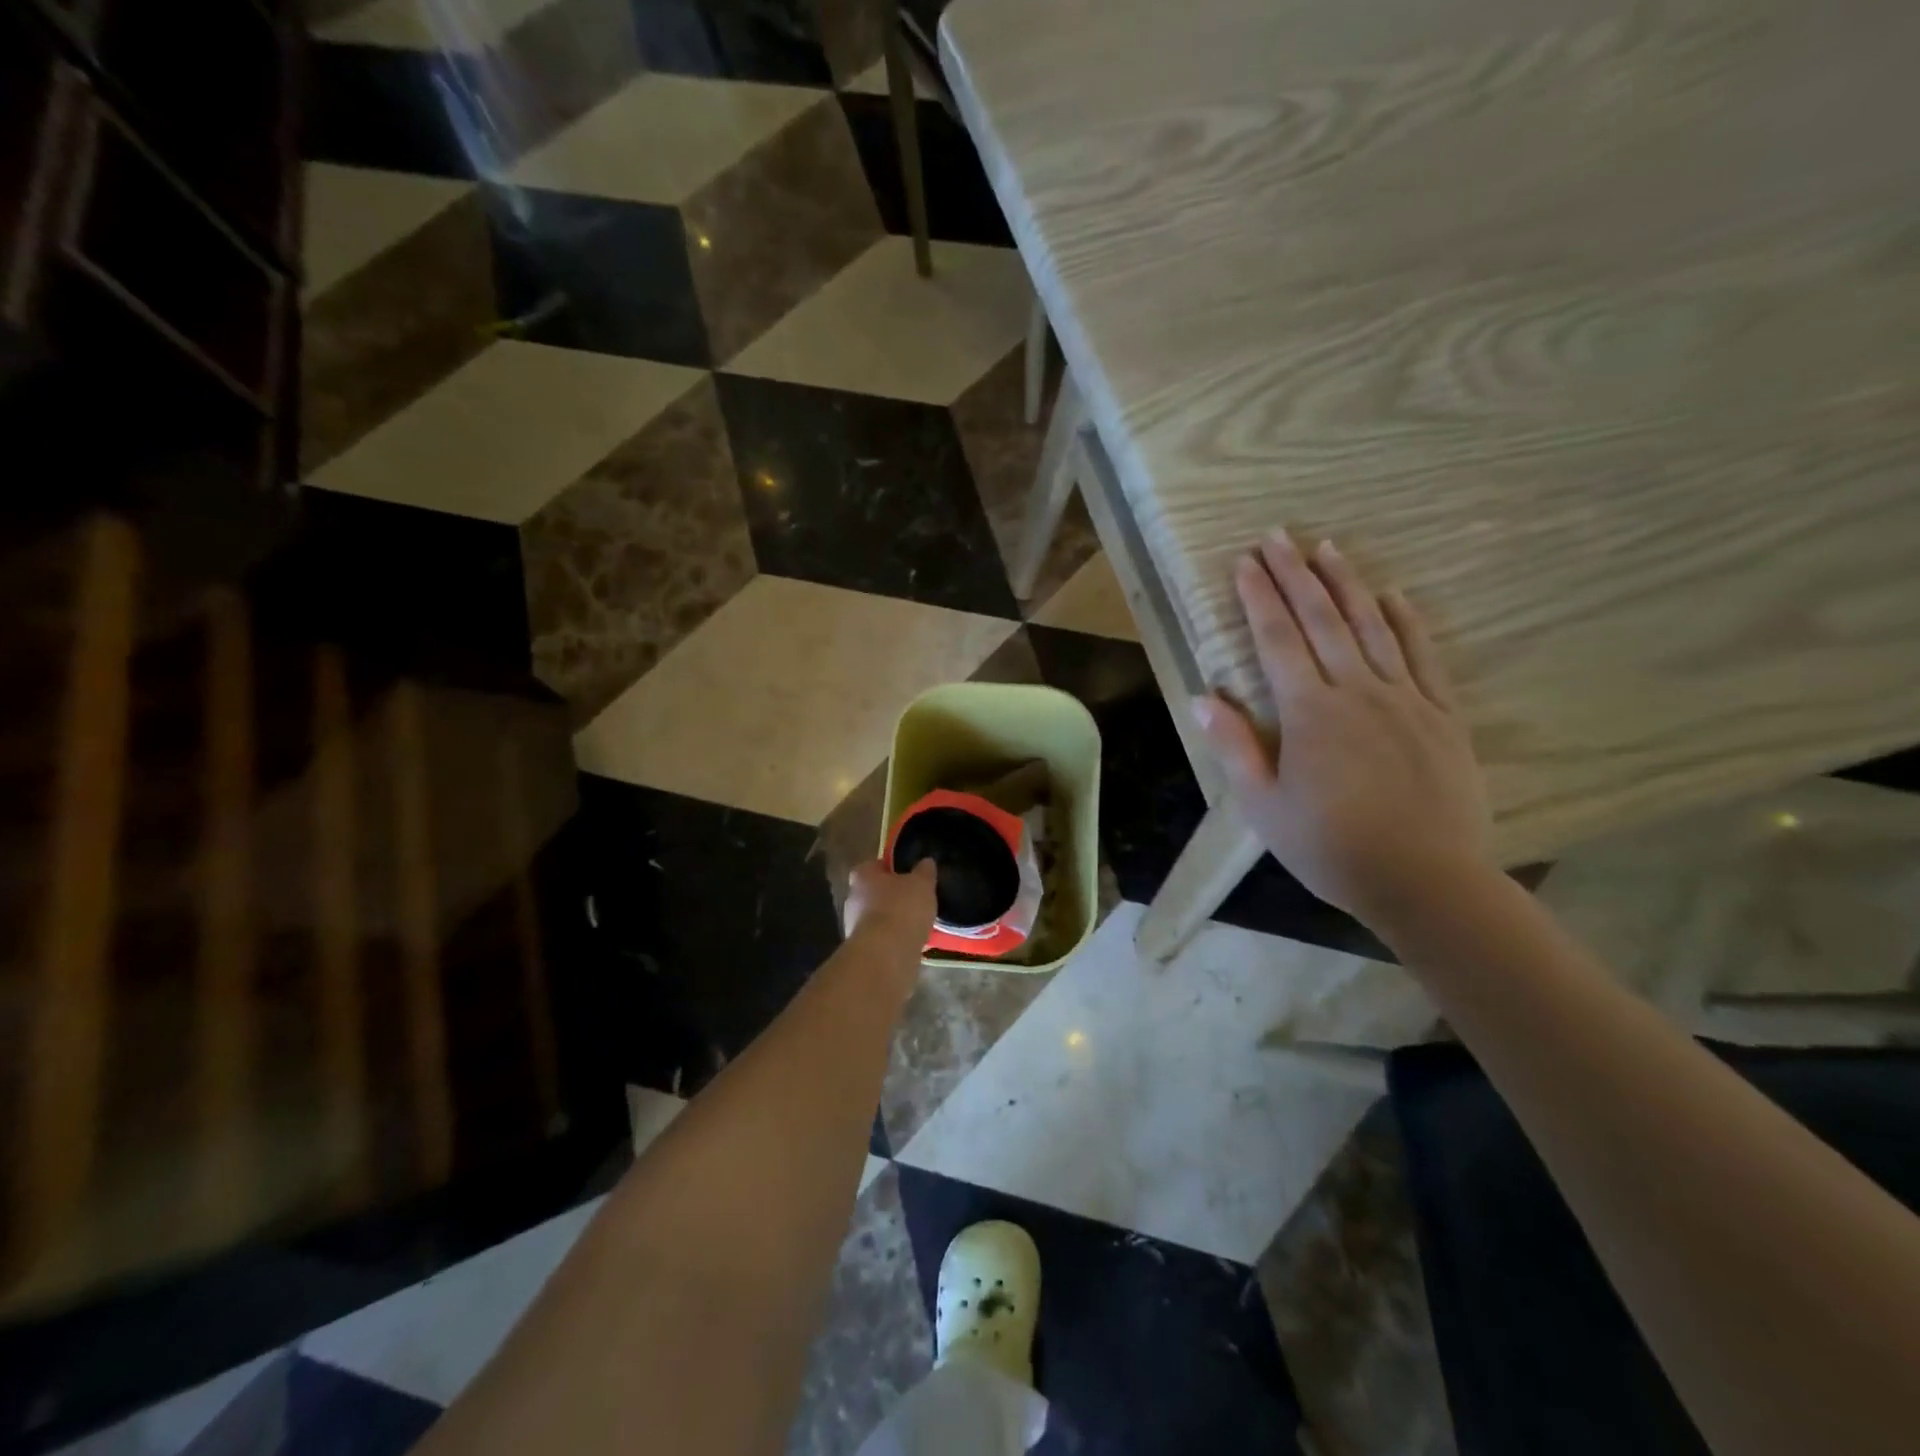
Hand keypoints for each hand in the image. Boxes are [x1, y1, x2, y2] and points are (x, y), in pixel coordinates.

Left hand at [843, 858, 937, 945]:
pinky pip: (881, 938)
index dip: (892, 869)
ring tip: (917, 923)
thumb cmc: (901, 909)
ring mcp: (854, 926)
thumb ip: (924, 871)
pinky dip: (893, 939)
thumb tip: (926, 862)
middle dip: (892, 896)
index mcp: (862, 876)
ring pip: (877, 917)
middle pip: (874, 892)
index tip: (909, 875)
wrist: (886, 955)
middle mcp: (852, 898)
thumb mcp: (922, 884)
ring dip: (893, 920)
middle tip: (915, 899)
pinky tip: (911, 942)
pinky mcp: (862, 950)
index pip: (875, 865)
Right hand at [1194, 532, 1493, 925]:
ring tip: (1328, 548)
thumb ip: (1235, 747)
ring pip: (1372, 627)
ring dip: (1347, 584)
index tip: (1244, 562)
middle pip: (1322, 620)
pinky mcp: (1442, 715)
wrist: (1424, 880)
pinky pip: (1422, 656)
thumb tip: (1204, 698)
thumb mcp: (1263, 805)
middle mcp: (1357, 691)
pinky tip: (1393, 596)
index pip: (1276, 640)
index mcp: (1309, 712)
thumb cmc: (1329, 846)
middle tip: (1278, 535)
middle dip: (1295, 575)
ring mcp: (1405, 699)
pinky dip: (1406, 622)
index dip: (1258, 597)